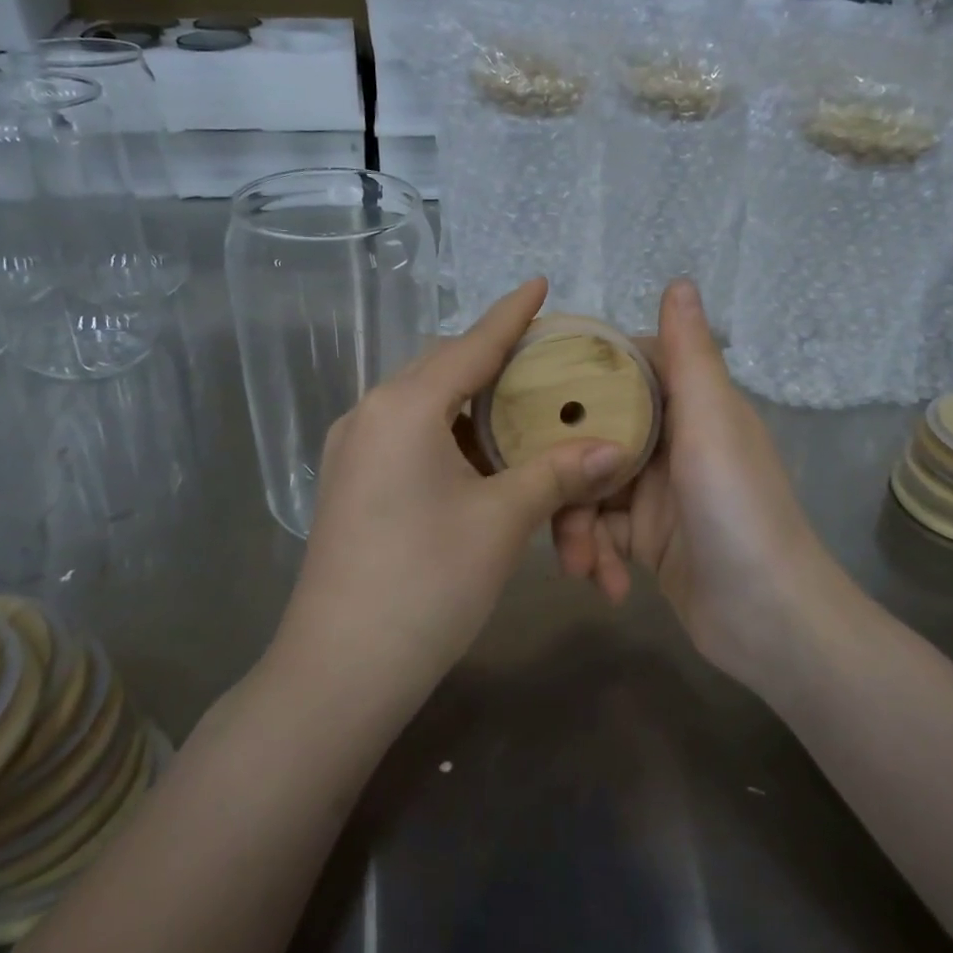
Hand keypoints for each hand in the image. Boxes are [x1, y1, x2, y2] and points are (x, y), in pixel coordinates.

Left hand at [276, 278, 628, 705]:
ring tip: (522, 403)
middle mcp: (370, 414)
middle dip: (492, 357)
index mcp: (405, 406)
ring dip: (470, 401)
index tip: (540, 283)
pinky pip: (408, 437)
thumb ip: (556, 473)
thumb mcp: (502, 521)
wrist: (341, 668)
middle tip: (545, 356)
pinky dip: (448, 434)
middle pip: (443, 368)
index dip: (510, 315)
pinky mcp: (350, 483)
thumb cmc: (427, 582)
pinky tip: (481, 453)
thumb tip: (612, 448)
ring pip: (424, 405)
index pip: (471, 345)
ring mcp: (353, 450)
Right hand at [552, 279, 845, 697]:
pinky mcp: (648, 540)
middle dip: (565, 469)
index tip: (533, 382)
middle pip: (595, 435)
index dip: (583, 373)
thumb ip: (689, 356)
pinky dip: (598, 556)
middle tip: (538, 491)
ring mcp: (658, 494)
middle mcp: (674, 443)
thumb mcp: (711, 425)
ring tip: (579, 563)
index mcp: (692, 407)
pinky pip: (603, 533)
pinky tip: (604, 584)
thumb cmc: (738, 510)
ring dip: (577, 526)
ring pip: (590, 489)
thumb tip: (679, 281)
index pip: (628, 370)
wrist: (770, 620)